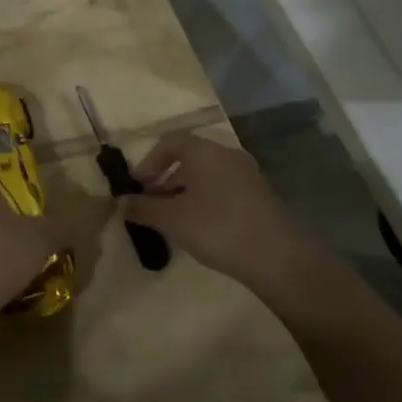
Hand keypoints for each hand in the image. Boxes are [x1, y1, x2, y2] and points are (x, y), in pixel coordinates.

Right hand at [126, 131, 334, 304]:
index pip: (170, 142)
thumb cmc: (218, 228)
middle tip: (152, 203)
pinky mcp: (261, 197)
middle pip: (189, 157)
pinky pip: (224, 188)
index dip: (149, 161)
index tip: (138, 186)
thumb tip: (120, 202)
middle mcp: (227, 154)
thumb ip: (143, 208)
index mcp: (204, 151)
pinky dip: (206, 199)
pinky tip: (202, 227)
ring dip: (185, 190)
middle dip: (166, 177)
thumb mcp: (173, 220)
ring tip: (174, 218)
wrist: (281, 259)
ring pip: (208, 174)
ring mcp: (248, 175)